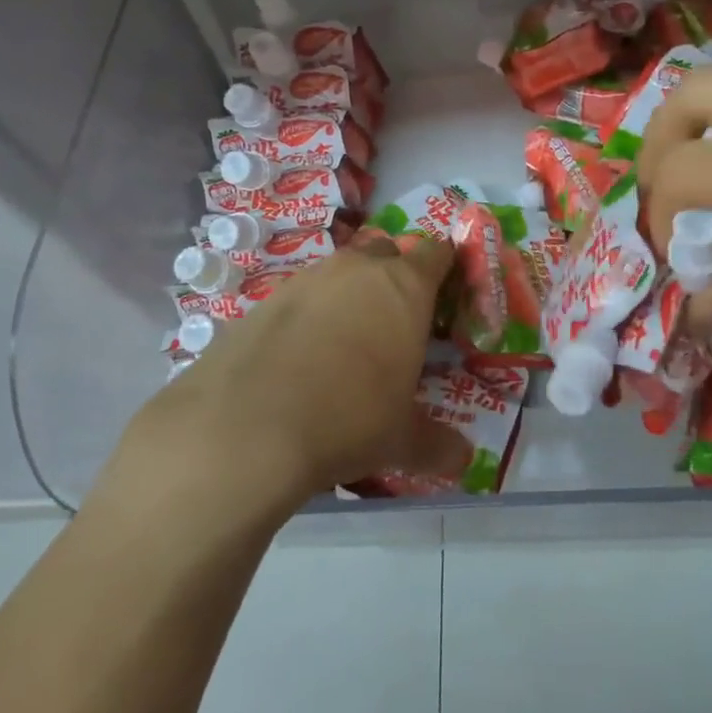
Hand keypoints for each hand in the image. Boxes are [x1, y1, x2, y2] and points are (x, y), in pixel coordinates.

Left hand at [115, 237, 469, 512]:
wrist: (247, 426)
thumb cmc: (348, 419)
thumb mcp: (400, 439)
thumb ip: (437, 445)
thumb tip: (464, 460)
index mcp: (404, 287)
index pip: (438, 253)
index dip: (446, 268)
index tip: (446, 295)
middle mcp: (357, 269)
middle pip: (387, 252)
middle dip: (395, 277)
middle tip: (397, 322)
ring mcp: (307, 279)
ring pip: (340, 272)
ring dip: (350, 295)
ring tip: (347, 344)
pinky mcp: (266, 298)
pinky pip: (302, 295)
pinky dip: (310, 315)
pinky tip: (302, 357)